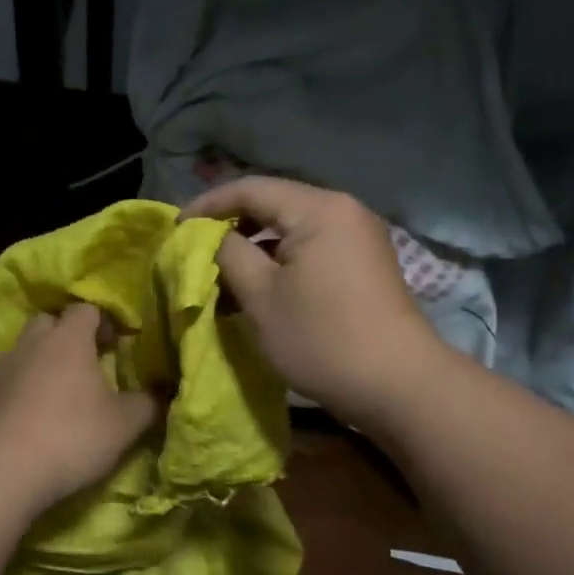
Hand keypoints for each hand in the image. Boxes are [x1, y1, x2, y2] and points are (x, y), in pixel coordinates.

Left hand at [0, 302, 160, 514]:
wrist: (3, 471)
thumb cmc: (72, 436)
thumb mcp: (124, 425)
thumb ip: (147, 404)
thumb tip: (159, 393)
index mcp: (67, 339)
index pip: (86, 309)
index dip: (103, 322)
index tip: (116, 345)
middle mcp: (31, 344)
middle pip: (49, 322)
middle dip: (67, 335)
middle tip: (86, 362)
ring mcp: (1, 369)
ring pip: (24, 350)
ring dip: (41, 361)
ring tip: (58, 391)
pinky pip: (7, 381)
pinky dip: (21, 390)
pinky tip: (32, 418)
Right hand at [184, 177, 442, 428]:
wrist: (398, 386)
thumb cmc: (321, 338)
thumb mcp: (261, 296)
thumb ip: (228, 254)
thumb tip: (210, 238)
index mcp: (318, 209)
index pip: (250, 188)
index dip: (207, 205)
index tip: (175, 229)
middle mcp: (343, 211)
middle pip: (273, 205)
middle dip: (230, 226)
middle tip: (195, 252)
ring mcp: (358, 237)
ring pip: (291, 229)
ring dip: (254, 248)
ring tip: (221, 276)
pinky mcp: (364, 264)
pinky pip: (311, 249)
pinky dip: (279, 262)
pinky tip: (258, 288)